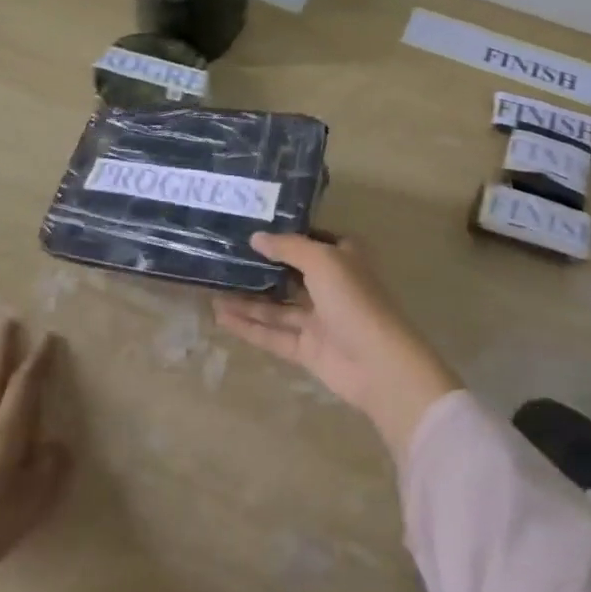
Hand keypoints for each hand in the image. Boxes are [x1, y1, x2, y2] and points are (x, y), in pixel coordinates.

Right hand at [213, 234, 461, 461]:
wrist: (379, 364)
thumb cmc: (354, 301)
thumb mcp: (323, 260)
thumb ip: (288, 247)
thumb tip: (256, 237)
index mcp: (342, 258)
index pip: (310, 240)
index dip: (283, 234)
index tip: (249, 227)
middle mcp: (330, 285)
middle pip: (289, 273)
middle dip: (259, 267)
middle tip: (222, 257)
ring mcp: (318, 319)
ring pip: (277, 306)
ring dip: (247, 299)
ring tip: (212, 288)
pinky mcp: (307, 349)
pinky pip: (273, 333)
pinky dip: (249, 326)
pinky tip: (221, 316)